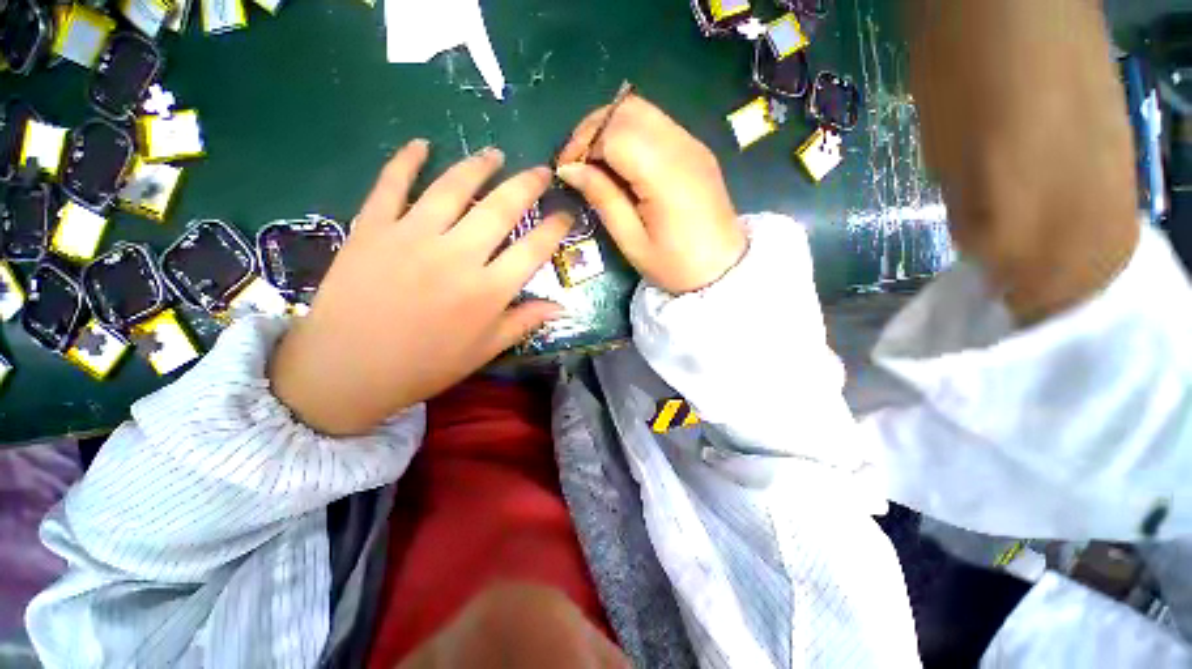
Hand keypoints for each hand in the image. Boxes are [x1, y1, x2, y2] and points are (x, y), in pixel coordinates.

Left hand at [269, 140, 571, 435]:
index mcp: (488, 290)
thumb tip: (561, 307)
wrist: (348, 369)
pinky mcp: (373, 227)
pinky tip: (421, 144)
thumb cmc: (426, 365)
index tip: (566, 213)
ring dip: (478, 165)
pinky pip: (391, 183)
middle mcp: (458, 255)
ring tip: (494, 154)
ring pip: (453, 187)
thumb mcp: (485, 350)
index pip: (534, 249)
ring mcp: (412, 236)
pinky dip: (406, 159)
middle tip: (540, 170)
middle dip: (527, 184)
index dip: (556, 228)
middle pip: (501, 208)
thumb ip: (524, 322)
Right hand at [555, 95, 746, 294]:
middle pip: (627, 110)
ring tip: (595, 162)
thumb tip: (570, 169)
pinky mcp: (696, 149)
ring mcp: (692, 144)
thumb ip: (603, 199)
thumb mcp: (632, 241)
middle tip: (577, 162)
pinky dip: (630, 133)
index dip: (583, 145)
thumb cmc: (675, 265)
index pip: (615, 133)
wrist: (723, 269)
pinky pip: (656, 124)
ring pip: (641, 110)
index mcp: (665, 174)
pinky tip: (621, 162)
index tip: (566, 170)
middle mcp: (681, 146)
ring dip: (610, 127)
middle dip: (593, 129)